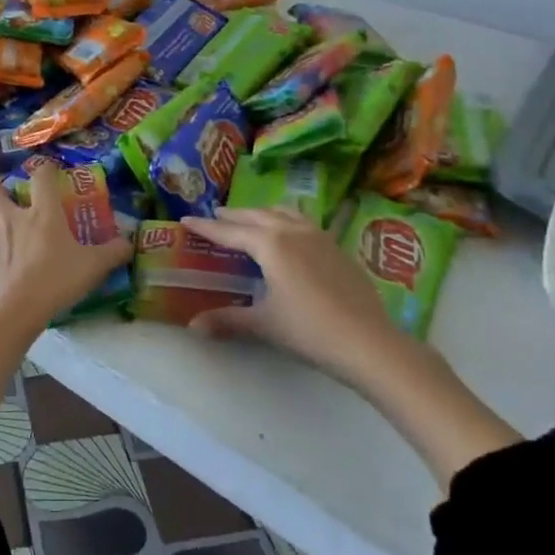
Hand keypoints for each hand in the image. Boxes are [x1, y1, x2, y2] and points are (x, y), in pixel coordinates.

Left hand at [0, 162, 134, 329]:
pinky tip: (0, 268)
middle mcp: (12, 220)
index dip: (45, 169)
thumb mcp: (94, 266)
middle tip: (9, 196)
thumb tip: (130, 243)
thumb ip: (114, 252)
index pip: (40, 176)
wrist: (19, 311)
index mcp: (42, 213)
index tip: (51, 172)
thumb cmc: (58, 279)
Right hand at [178, 207, 399, 384]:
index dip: (206, 227)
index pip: (230, 232)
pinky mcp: (337, 247)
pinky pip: (303, 222)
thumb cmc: (309, 330)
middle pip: (256, 216)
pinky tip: (289, 234)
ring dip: (262, 213)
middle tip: (215, 216)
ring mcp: (319, 236)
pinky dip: (286, 220)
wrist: (368, 342)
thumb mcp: (264, 324)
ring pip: (283, 213)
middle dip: (233, 216)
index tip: (186, 219)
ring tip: (250, 219)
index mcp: (270, 244)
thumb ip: (227, 320)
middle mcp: (292, 231)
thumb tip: (192, 326)